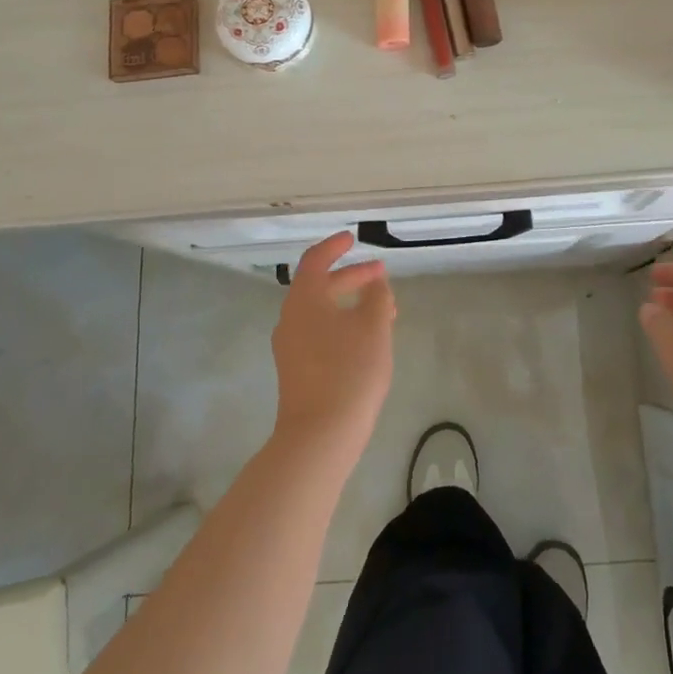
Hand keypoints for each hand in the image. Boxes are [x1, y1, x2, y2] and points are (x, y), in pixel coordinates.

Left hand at [271, 232, 396, 457]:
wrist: (319, 435)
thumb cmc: (349, 372)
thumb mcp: (373, 327)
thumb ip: (376, 297)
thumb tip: (374, 284)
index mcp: (304, 299)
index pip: (316, 260)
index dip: (335, 246)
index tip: (353, 238)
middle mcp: (291, 318)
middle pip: (319, 286)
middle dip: (351, 278)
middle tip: (381, 277)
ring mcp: (290, 346)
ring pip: (321, 312)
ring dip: (349, 304)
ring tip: (382, 311)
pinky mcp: (296, 369)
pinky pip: (319, 333)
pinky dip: (341, 324)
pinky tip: (365, 340)